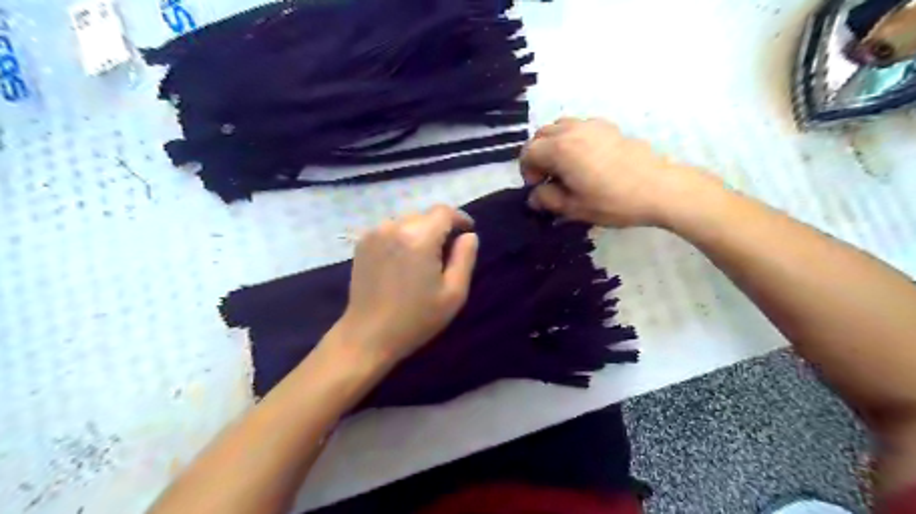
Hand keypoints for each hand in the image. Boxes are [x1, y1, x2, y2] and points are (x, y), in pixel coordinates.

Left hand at [335, 207, 479, 367]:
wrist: (369, 335)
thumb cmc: (416, 318)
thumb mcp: (454, 293)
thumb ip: (465, 258)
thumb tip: (469, 235)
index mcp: (419, 238)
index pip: (444, 212)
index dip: (459, 218)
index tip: (467, 230)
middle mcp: (394, 227)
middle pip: (425, 215)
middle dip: (439, 228)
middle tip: (446, 252)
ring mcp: (374, 233)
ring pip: (407, 221)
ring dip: (419, 232)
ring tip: (423, 257)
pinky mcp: (362, 242)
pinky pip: (390, 229)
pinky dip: (402, 237)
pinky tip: (402, 260)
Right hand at [518, 118, 718, 227]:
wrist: (659, 189)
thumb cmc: (613, 201)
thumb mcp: (574, 208)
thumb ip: (547, 199)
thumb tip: (535, 196)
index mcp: (560, 149)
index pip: (528, 152)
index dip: (527, 172)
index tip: (539, 188)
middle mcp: (572, 130)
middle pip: (541, 135)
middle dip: (537, 156)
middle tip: (549, 178)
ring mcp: (592, 125)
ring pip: (559, 127)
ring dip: (553, 145)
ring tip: (565, 167)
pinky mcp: (609, 127)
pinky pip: (579, 126)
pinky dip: (572, 139)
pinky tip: (585, 159)